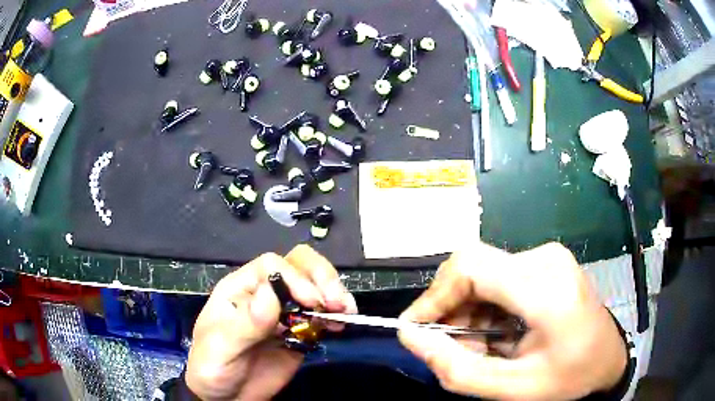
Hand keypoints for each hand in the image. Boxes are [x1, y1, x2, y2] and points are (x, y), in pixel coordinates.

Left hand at [186, 245, 356, 399]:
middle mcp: (265, 295)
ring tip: (346, 311)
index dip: (295, 277)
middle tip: (336, 302)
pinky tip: (342, 323)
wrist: (226, 397)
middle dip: (321, 277)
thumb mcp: (221, 348)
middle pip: (298, 266)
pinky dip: (336, 315)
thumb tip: (271, 294)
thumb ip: (244, 324)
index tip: (311, 302)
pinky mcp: (300, 334)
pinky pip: (321, 316)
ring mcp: (285, 314)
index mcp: (241, 290)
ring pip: (314, 286)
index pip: (272, 266)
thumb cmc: (212, 367)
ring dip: (335, 292)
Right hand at [398, 242, 626, 400]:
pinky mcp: (546, 262)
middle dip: (451, 309)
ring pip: (483, 273)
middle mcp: (546, 259)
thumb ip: (457, 369)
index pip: (472, 267)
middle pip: (474, 268)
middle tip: (452, 347)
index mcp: (546, 289)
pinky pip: (499, 277)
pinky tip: (497, 333)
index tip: (416, 329)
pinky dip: (486, 306)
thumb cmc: (569, 377)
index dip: (434, 296)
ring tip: (480, 347)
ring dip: (469, 311)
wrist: (608, 359)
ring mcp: (548, 257)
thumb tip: (410, 337)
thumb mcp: (513, 388)